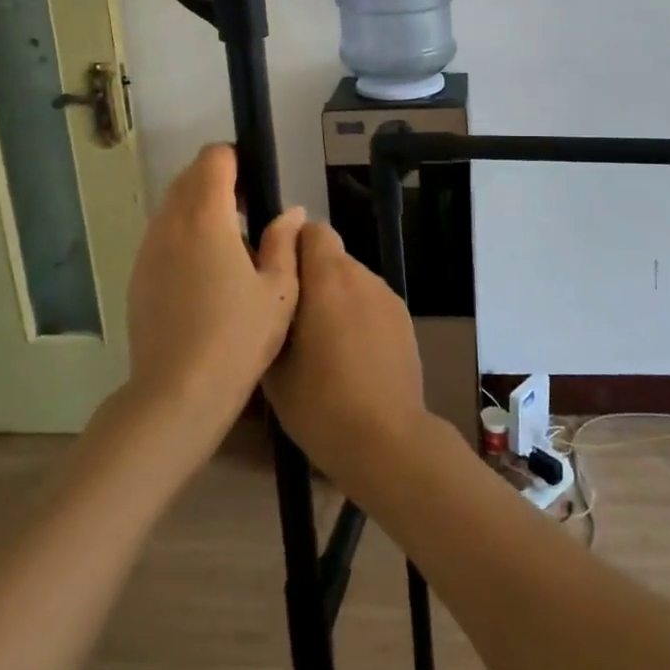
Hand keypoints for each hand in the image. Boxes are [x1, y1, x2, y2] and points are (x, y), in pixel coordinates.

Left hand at [125, 145, 304, 448]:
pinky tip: (204, 270)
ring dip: (197, 206)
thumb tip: (290, 212)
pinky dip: (181, 233)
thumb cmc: (237, 339)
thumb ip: (283, 242)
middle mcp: (171, 224)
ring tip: (228, 242)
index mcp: (207, 219)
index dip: (236, 159)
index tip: (256, 182)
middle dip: (217, 179)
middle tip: (248, 210)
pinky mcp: (138, 275)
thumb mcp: (278, 291)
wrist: (177, 393)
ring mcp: (148, 250)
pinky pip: (160, 234)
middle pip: (188, 177)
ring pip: (171, 205)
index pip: (213, 159)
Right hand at [263, 222, 433, 499]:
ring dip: (334, 295)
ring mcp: (387, 296)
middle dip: (310, 275)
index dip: (292, 245)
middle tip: (292, 317)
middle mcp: (361, 276)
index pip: (313, 230)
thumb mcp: (275, 365)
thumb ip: (270, 314)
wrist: (387, 439)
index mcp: (328, 280)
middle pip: (331, 255)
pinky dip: (356, 313)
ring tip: (321, 341)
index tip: (277, 276)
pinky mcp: (404, 317)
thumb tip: (266, 289)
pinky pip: (370, 300)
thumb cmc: (320, 404)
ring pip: (352, 278)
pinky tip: (350, 354)